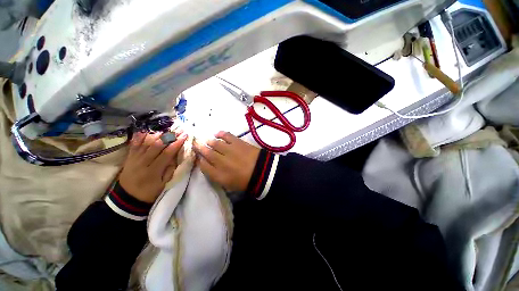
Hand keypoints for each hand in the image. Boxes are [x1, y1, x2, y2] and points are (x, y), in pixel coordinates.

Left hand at [119, 131, 187, 202]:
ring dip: (157, 135)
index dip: (176, 143)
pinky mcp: (129, 158)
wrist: (127, 198)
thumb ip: (170, 170)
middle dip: (169, 136)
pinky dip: (140, 137)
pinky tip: (146, 131)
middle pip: (156, 145)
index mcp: (153, 171)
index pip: (167, 153)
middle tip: (179, 129)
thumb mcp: (163, 184)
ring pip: (145, 143)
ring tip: (167, 129)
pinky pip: (134, 145)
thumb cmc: (149, 192)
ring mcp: (134, 159)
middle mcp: (142, 162)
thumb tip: (176, 156)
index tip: (185, 136)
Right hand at [193, 131, 259, 191]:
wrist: (262, 172)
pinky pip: (226, 135)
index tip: (199, 157)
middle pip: (206, 152)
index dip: (199, 160)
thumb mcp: (229, 184)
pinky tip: (216, 133)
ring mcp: (229, 150)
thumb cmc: (245, 181)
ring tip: (207, 140)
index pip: (203, 166)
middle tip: (196, 143)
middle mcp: (220, 161)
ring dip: (209, 141)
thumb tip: (208, 165)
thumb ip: (216, 175)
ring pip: (214, 143)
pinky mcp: (237, 142)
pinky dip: (220, 133)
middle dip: (199, 147)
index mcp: (218, 175)